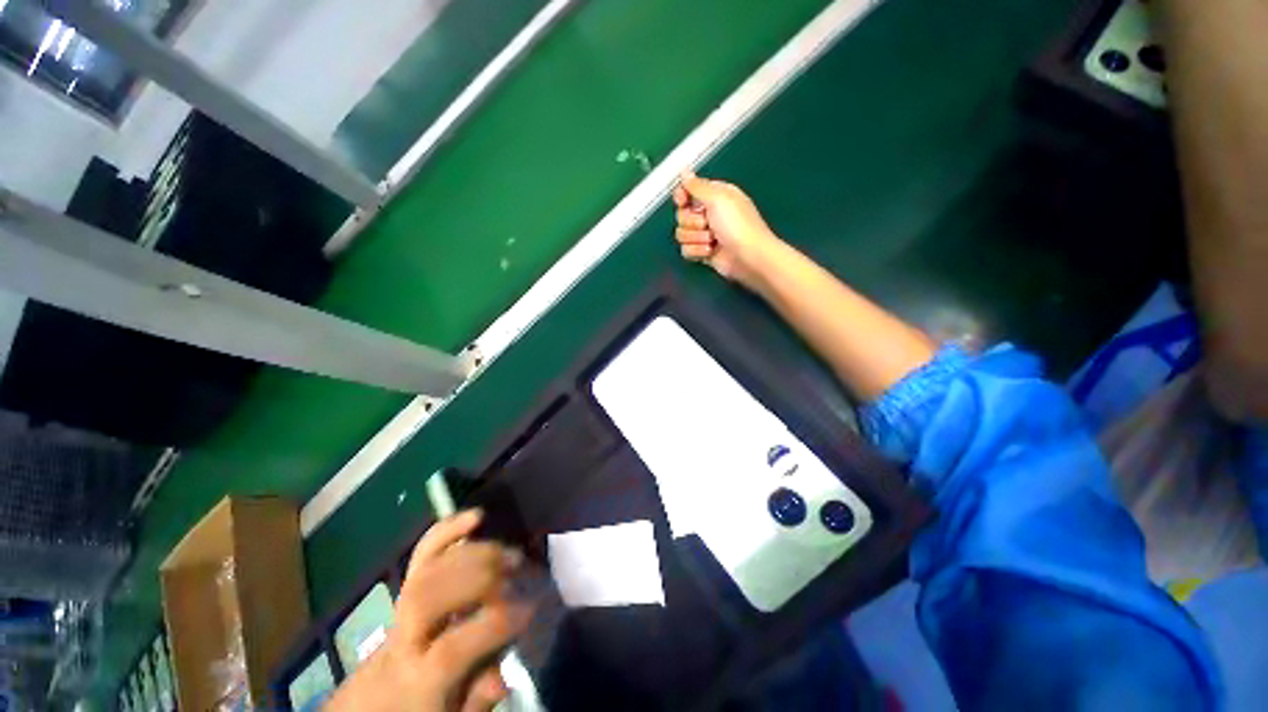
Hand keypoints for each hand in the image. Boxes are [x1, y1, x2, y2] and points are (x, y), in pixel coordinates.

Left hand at [325, 510, 529, 711]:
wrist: (373, 704)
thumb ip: (476, 703)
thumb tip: (501, 677)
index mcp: (415, 683)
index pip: (451, 649)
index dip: (493, 624)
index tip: (530, 608)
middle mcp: (403, 640)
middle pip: (428, 597)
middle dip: (478, 576)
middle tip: (516, 572)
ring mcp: (401, 608)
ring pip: (425, 570)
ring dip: (472, 552)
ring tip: (509, 553)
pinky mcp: (406, 588)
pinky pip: (421, 554)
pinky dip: (448, 529)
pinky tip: (477, 516)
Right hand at [672, 172, 781, 287]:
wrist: (748, 257)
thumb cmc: (738, 226)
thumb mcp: (718, 198)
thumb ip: (697, 185)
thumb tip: (684, 171)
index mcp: (714, 196)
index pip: (687, 191)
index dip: (682, 196)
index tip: (682, 202)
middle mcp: (708, 213)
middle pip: (681, 214)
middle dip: (692, 222)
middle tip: (708, 224)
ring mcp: (704, 234)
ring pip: (681, 234)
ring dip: (696, 238)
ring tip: (713, 240)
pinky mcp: (702, 251)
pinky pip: (685, 250)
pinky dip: (697, 252)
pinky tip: (710, 251)